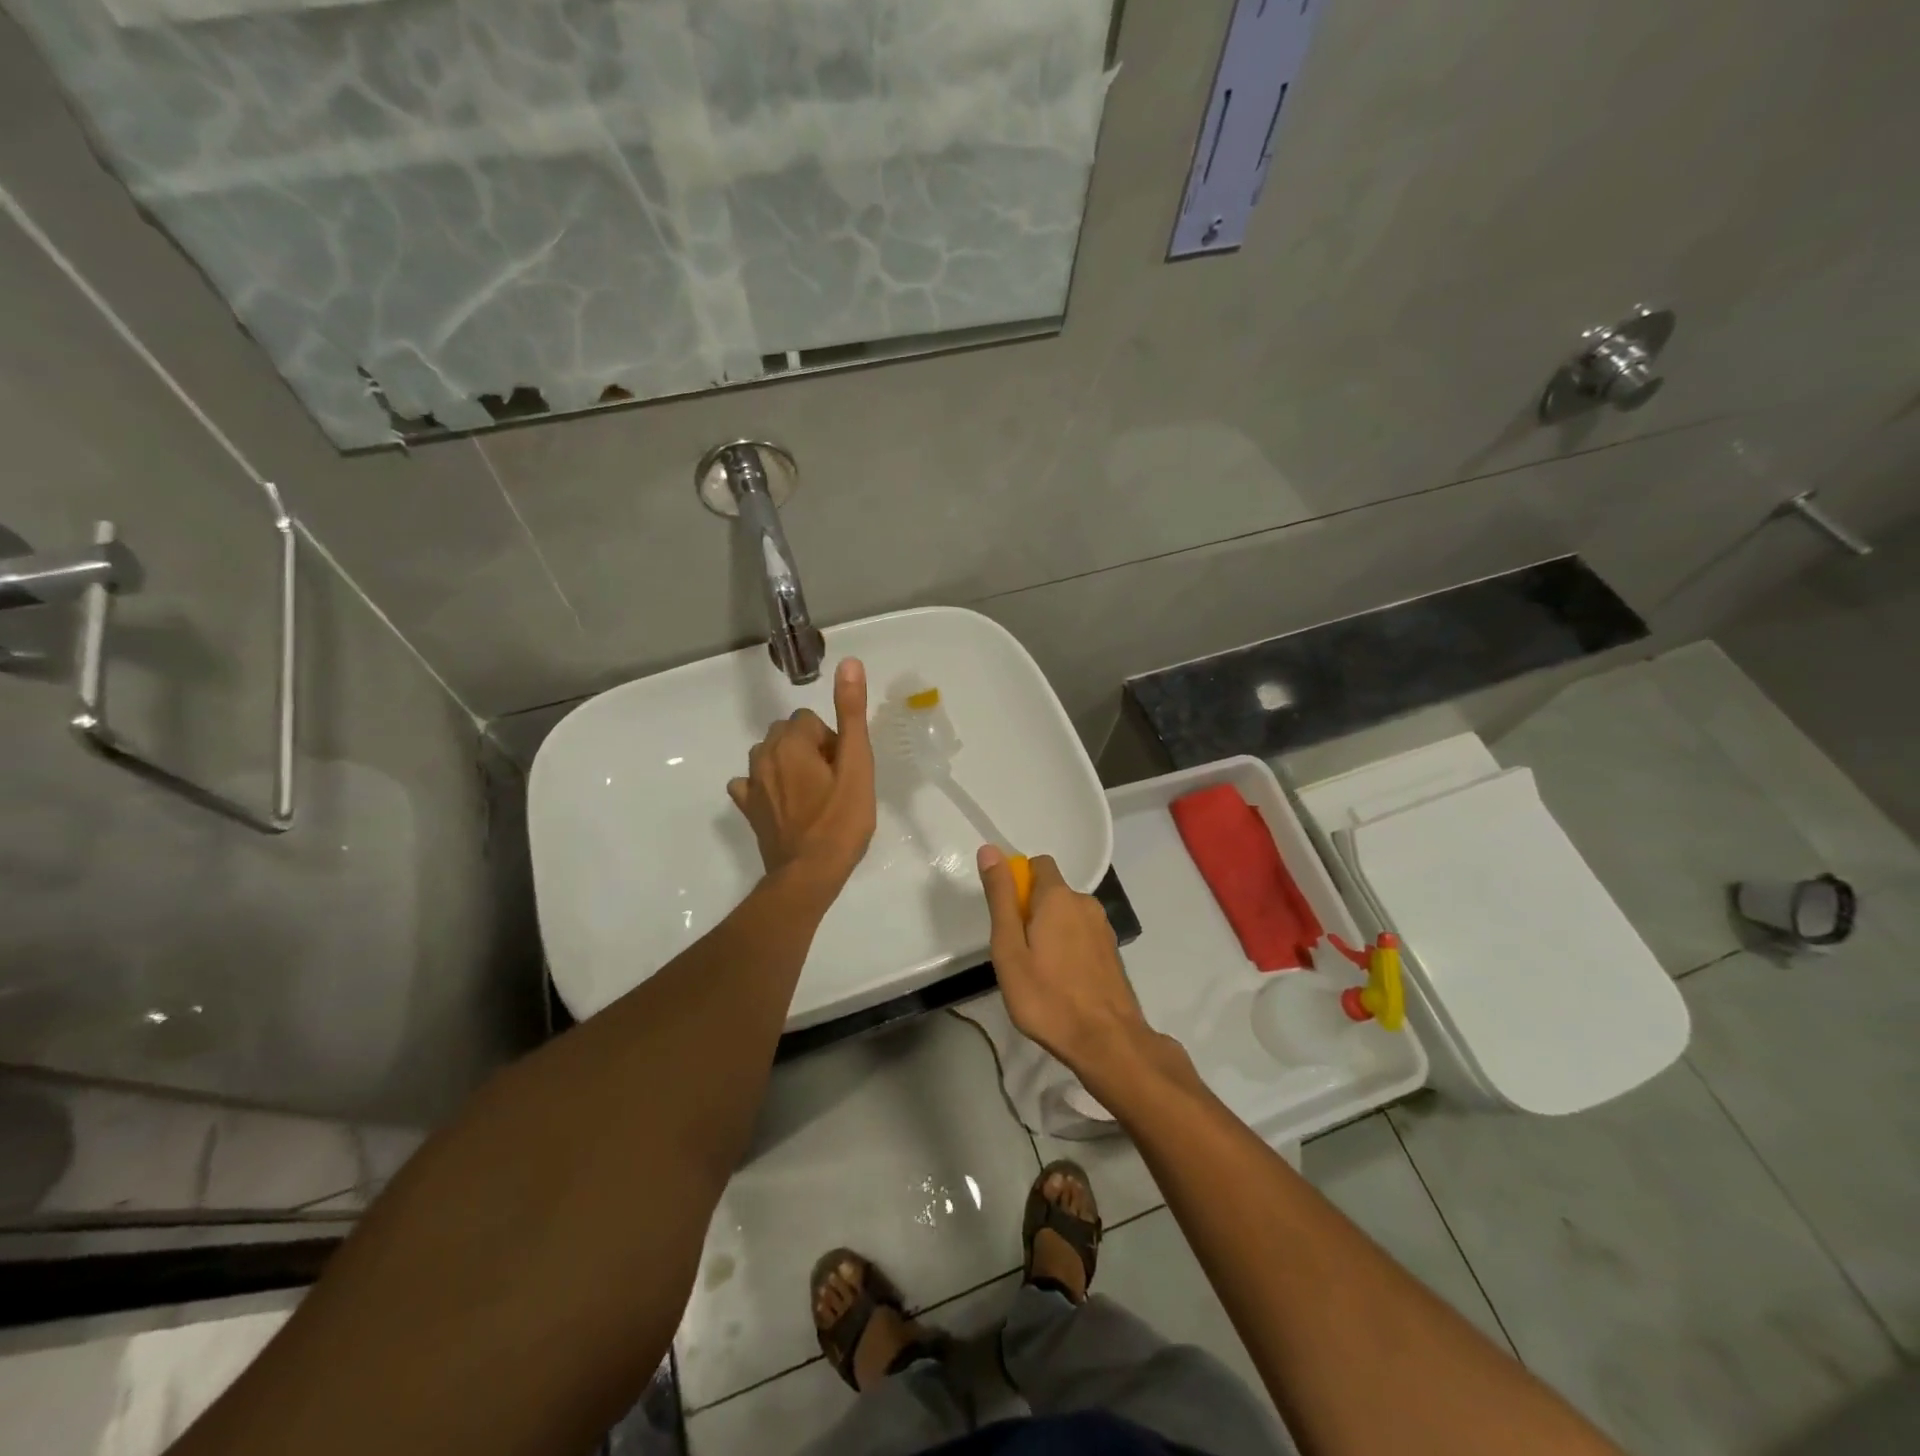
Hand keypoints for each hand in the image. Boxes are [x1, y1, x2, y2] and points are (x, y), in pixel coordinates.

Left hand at [728, 659, 875, 887]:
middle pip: (789, 734)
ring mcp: (751, 783)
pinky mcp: (747, 808)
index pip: (811, 721)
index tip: (845, 771)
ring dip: (789, 766)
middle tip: (833, 784)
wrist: (809, 874)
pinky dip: (766, 786)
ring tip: (813, 797)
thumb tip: (849, 663)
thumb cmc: (840, 820)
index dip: (833, 743)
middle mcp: (763, 755)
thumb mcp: (857, 765)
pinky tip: (784, 806)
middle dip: (811, 750)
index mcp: (790, 741)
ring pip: (770, 755)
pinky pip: (751, 783)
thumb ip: (851, 713)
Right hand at [978, 846, 1153, 1079]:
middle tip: (1017, 953)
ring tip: (1038, 972)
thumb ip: (1001, 897)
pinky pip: (1081, 935)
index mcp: (1059, 897)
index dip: (1018, 882)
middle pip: (1052, 891)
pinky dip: (1068, 947)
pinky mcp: (1111, 952)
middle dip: (1032, 910)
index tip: (1007, 917)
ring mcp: (1102, 928)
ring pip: (1067, 915)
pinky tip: (1062, 981)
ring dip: (1051, 931)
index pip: (1037, 864)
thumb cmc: (1047, 996)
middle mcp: (1085, 903)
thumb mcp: (1009, 948)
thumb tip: (990, 850)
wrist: (1107, 1041)